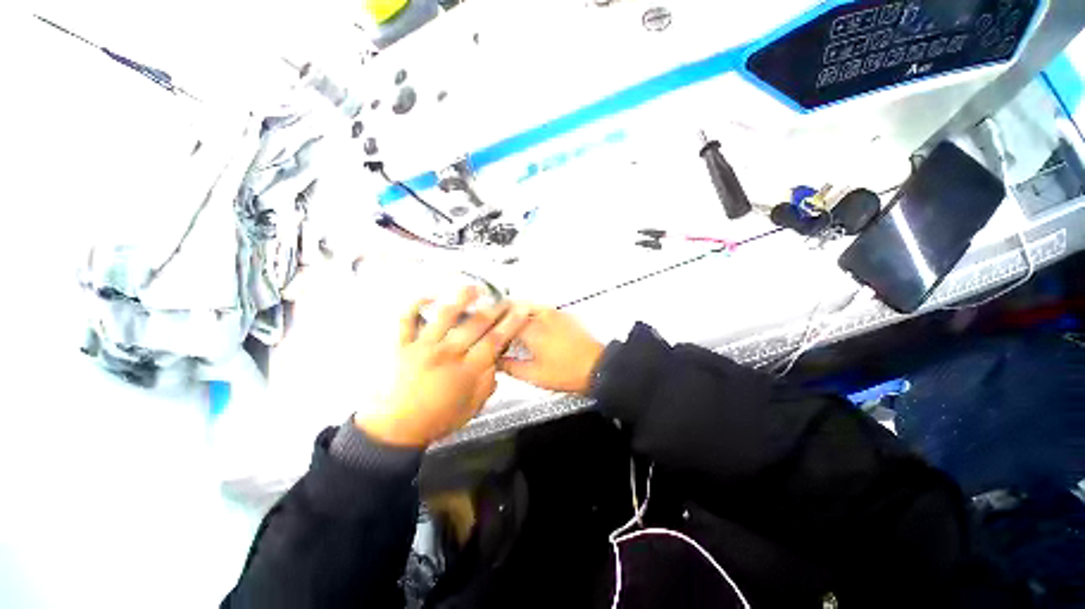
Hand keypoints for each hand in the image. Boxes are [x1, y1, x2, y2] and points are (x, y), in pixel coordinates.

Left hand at [356, 287, 530, 446]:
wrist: (396, 429)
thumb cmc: (437, 420)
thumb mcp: (472, 408)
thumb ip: (487, 383)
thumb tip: (495, 360)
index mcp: (466, 371)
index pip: (494, 340)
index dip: (510, 323)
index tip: (521, 311)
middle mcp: (447, 354)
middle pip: (475, 324)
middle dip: (494, 309)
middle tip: (504, 299)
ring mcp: (422, 347)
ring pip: (444, 316)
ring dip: (461, 299)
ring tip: (474, 287)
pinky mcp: (402, 346)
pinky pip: (407, 321)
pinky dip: (415, 306)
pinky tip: (428, 295)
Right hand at [499, 307, 603, 394]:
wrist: (596, 367)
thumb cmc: (568, 372)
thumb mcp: (534, 376)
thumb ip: (511, 367)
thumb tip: (496, 362)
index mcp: (532, 331)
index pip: (504, 322)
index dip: (494, 327)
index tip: (489, 333)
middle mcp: (543, 317)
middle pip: (515, 308)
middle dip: (503, 315)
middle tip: (497, 325)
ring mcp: (555, 313)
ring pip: (529, 305)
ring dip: (517, 311)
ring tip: (511, 324)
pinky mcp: (565, 315)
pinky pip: (542, 308)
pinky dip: (532, 312)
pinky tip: (532, 324)